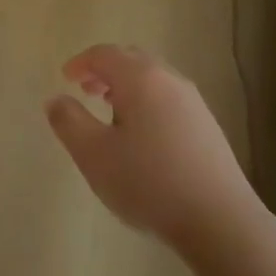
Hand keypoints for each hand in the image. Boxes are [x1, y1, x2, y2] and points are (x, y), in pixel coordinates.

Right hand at [44, 45, 256, 250]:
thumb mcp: (94, 155)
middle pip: (132, 60)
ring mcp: (194, 103)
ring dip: (127, 86)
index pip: (104, 54)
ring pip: (153, 79)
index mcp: (140, 79)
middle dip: (105, 70)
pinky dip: (147, 101)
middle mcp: (169, 81)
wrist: (220, 221)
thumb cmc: (149, 183)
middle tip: (86, 90)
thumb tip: (56, 99)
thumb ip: (69, 122)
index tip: (65, 78)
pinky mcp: (208, 126)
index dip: (81, 62)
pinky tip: (142, 136)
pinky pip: (169, 98)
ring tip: (111, 112)